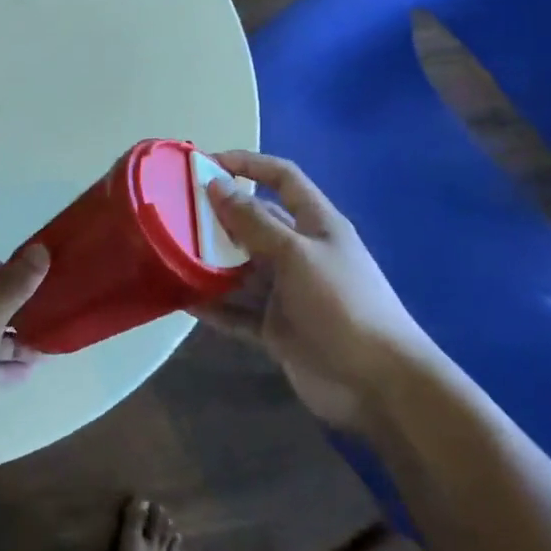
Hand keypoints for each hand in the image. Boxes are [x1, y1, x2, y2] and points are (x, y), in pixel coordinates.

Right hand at [198, 151, 439, 428]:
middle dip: (218, 217)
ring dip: (210, 262)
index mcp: (316, 224)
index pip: (282, 178)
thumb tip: (215, 185)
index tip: (207, 164)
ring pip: (241, 268)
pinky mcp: (277, 328)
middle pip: (254, 223)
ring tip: (170, 254)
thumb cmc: (342, 304)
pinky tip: (183, 300)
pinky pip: (238, 310)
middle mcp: (300, 252)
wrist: (380, 387)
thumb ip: (253, 222)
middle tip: (175, 213)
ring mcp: (287, 292)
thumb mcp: (296, 254)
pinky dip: (214, 306)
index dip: (248, 165)